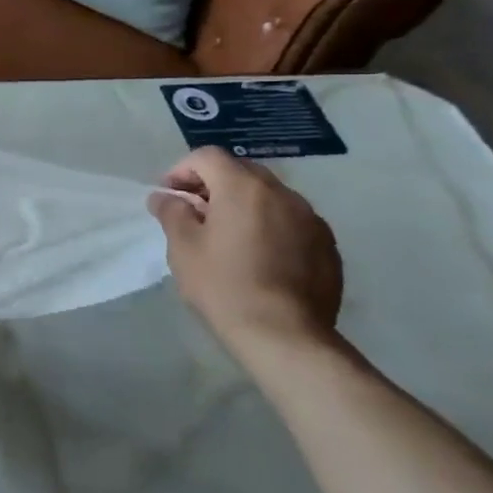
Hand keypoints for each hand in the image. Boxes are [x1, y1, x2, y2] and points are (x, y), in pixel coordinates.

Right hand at [147, 147, 343, 363]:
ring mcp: (311, 219)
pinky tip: (259, 257)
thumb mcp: (183, 247)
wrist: (285, 336)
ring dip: (244, 205)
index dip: (182, 169)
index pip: (208, 157)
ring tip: (228, 236)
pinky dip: (270, 226)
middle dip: (214, 184)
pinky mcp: (328, 246)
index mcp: (243, 188)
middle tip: (195, 213)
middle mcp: (282, 194)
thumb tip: (164, 197)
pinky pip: (292, 222)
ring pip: (270, 196)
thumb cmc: (224, 286)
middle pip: (242, 172)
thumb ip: (172, 212)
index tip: (169, 195)